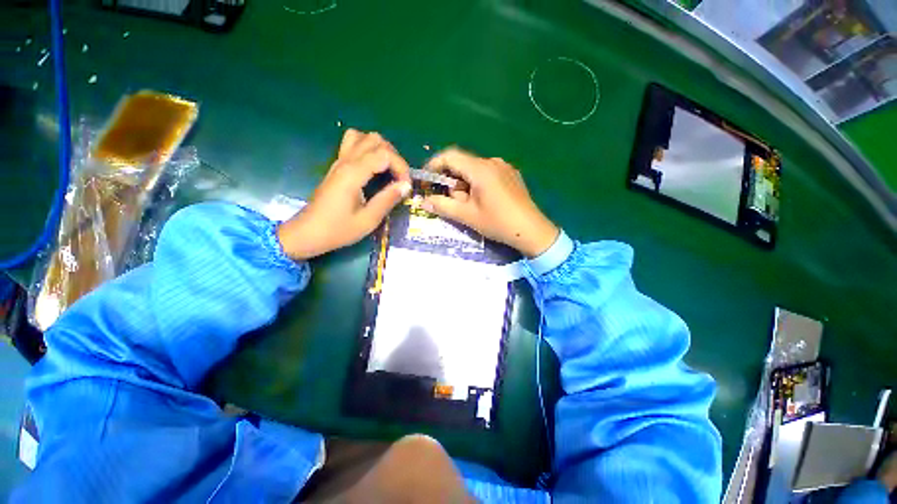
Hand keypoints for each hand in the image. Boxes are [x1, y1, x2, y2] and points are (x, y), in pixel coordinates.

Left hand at [277, 129, 411, 259]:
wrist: (308, 233)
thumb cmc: (338, 230)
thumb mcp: (368, 220)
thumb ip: (388, 199)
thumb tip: (406, 186)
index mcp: (353, 174)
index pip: (384, 154)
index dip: (401, 167)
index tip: (406, 186)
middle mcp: (345, 162)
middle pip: (375, 140)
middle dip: (394, 156)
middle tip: (400, 178)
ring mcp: (339, 162)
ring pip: (362, 137)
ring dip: (380, 149)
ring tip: (388, 169)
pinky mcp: (337, 167)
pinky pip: (353, 144)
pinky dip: (368, 149)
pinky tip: (373, 168)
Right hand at [421, 148, 558, 257]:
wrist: (532, 230)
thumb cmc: (497, 222)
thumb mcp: (467, 216)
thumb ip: (443, 206)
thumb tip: (424, 201)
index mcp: (480, 169)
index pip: (450, 156)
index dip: (434, 165)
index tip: (427, 180)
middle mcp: (492, 162)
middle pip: (463, 164)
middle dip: (452, 181)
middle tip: (452, 202)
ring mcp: (504, 167)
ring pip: (475, 170)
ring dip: (465, 184)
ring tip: (469, 205)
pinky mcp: (511, 175)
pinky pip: (487, 174)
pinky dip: (477, 184)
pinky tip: (483, 202)